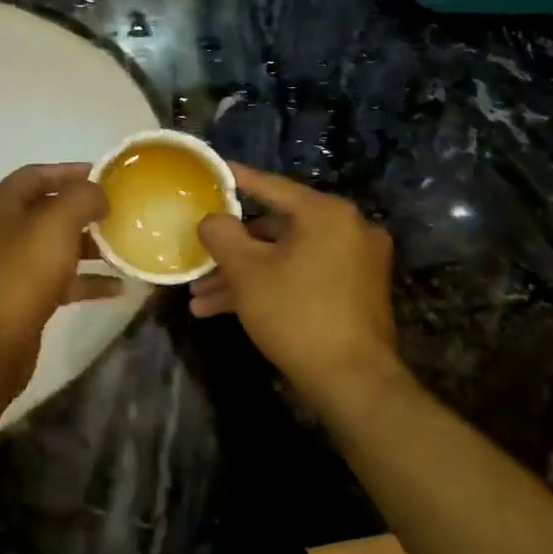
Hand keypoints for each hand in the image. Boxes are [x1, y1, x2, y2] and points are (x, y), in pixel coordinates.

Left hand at [0, 164, 117, 387]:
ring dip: (88, 246)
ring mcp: (9, 266)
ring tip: (124, 247)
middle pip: (47, 210)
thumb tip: (97, 194)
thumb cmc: (21, 272)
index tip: (107, 176)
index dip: (71, 171)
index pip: (37, 174)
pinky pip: (59, 280)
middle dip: (84, 211)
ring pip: (55, 247)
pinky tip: (117, 288)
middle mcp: (0, 230)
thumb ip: (82, 198)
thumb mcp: (56, 224)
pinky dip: (85, 280)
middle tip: (120, 212)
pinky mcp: (21, 298)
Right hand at [191, 163, 409, 417]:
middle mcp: (347, 230)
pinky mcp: (353, 292)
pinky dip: (268, 287)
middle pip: (274, 229)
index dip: (236, 180)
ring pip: (284, 259)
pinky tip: (225, 311)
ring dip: (242, 276)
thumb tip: (212, 219)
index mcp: (326, 214)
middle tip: (198, 260)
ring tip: (200, 300)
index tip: (213, 171)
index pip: (271, 187)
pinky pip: (301, 277)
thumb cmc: (296, 314)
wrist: (352, 381)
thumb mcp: (246, 271)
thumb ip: (222, 234)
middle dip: (230, 251)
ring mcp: (354, 263)